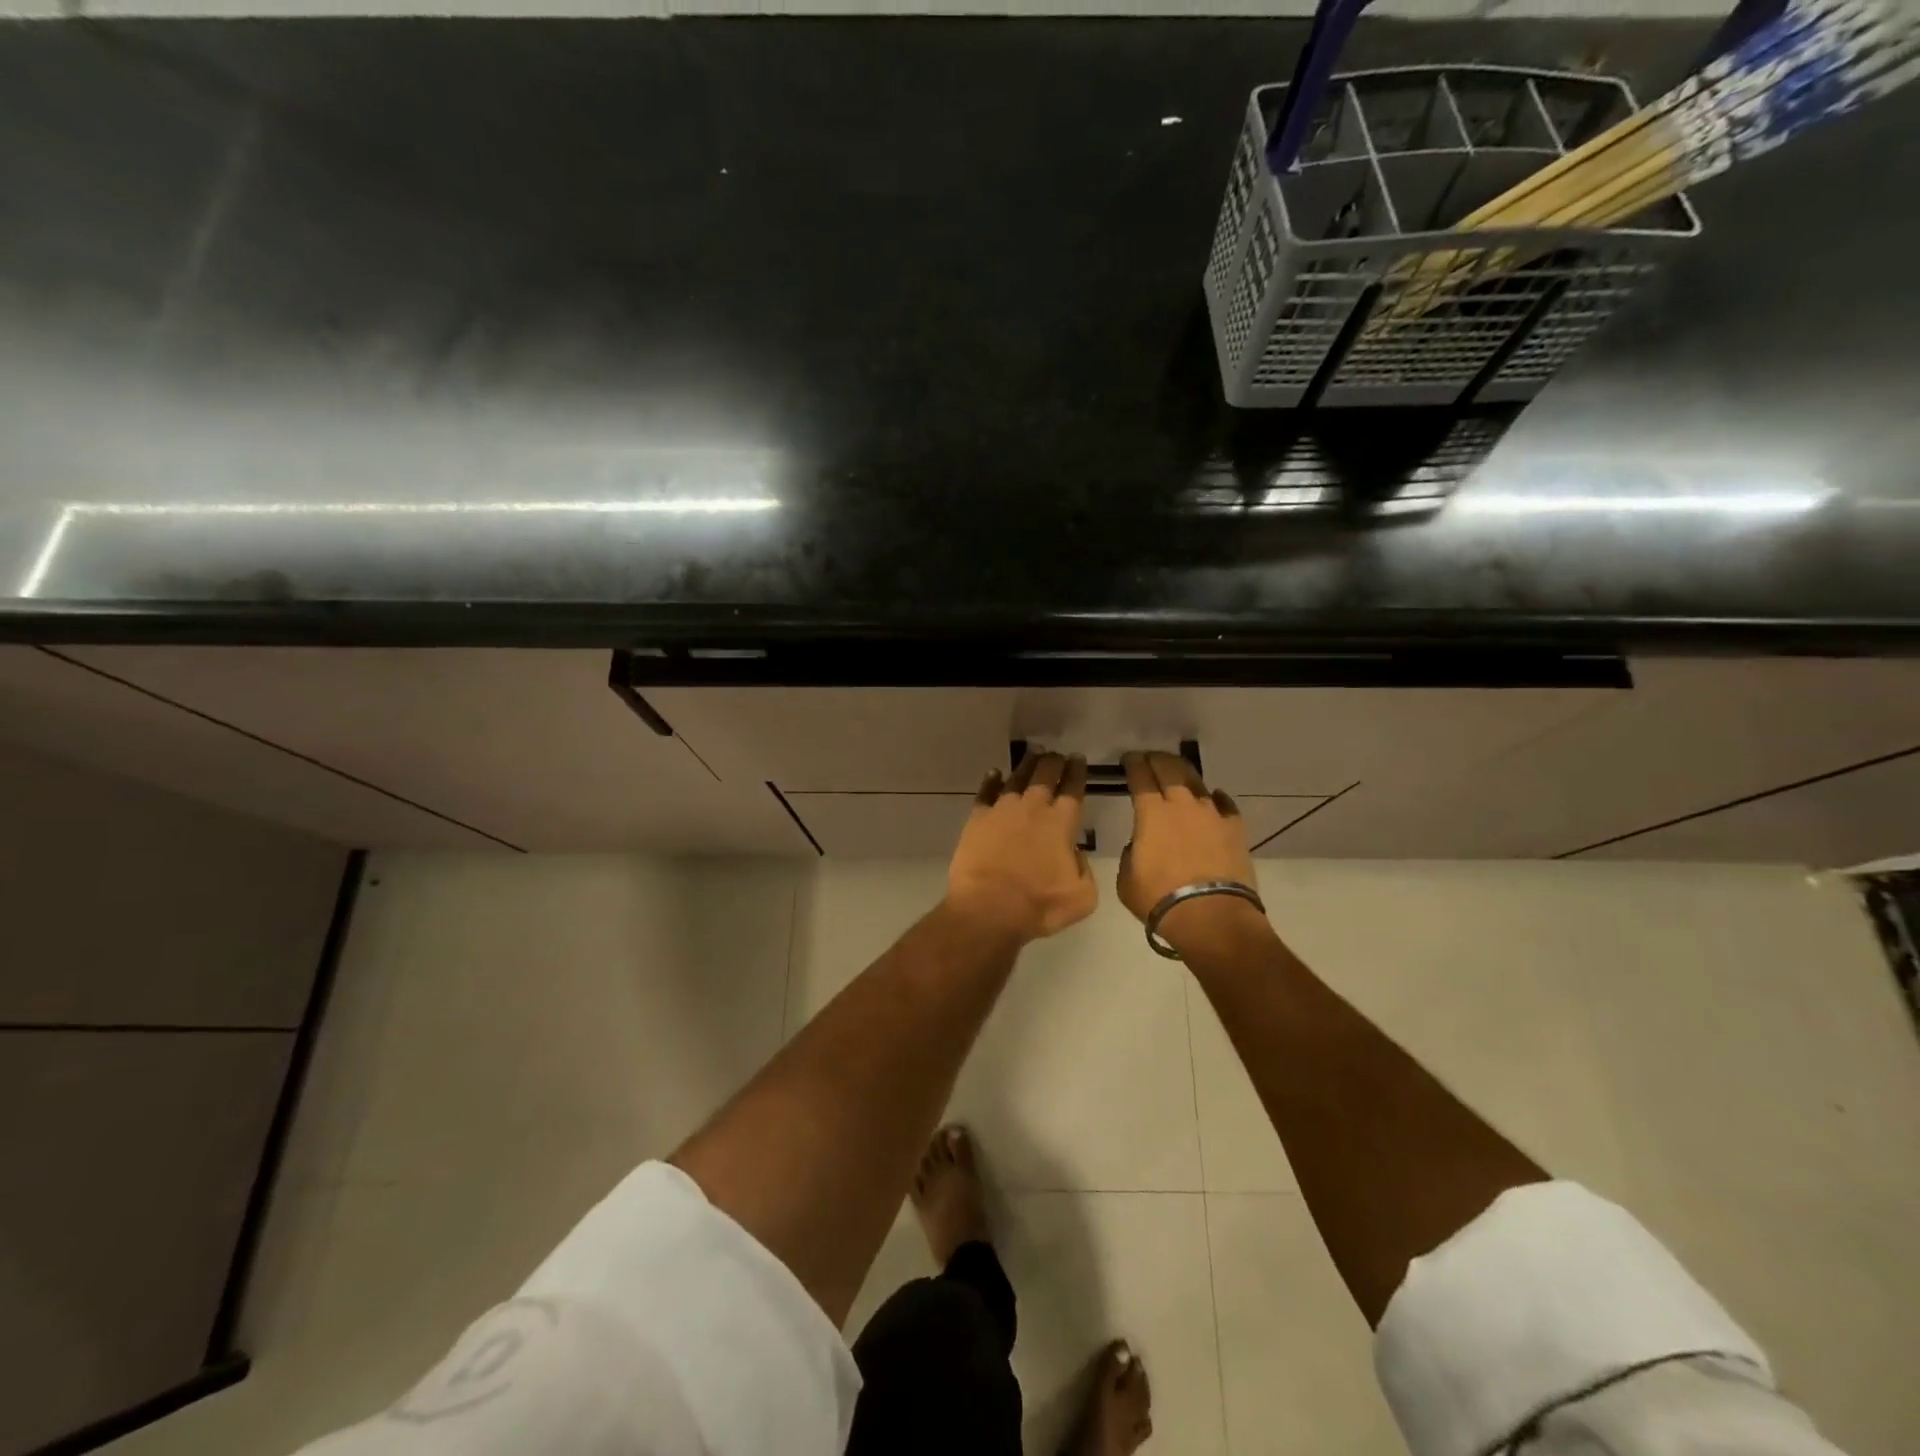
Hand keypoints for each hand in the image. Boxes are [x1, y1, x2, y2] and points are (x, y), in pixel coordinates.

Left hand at [946, 752, 1097, 943]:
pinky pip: (986, 792)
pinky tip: (994, 773)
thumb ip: (1084, 869)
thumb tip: (1074, 854)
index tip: (1078, 760)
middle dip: (1054, 762)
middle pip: (1045, 775)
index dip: (1077, 772)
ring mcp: (1002, 810)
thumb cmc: (1039, 905)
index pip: (1073, 789)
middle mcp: (1033, 808)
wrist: (988, 908)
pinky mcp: (978, 818)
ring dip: (1027, 765)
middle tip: (1057, 755)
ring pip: (1017, 778)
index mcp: (1061, 823)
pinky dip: (991, 780)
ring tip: (1033, 754)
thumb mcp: (1082, 896)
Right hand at [1118, 752, 1269, 958]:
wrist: (1211, 917)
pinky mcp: (1235, 829)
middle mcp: (1182, 805)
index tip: (1128, 759)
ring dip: (1184, 774)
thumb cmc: (1160, 899)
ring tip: (1178, 773)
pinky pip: (1224, 805)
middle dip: (1157, 759)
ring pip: (1197, 782)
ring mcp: (1212, 814)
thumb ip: (1132, 853)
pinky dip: (1215, 799)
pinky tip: (1213, 798)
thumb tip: (1142, 845)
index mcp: (1151, 813)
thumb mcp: (1127, 878)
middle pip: (1169, 769)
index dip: (1133, 764)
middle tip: (1150, 758)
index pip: (1140, 776)